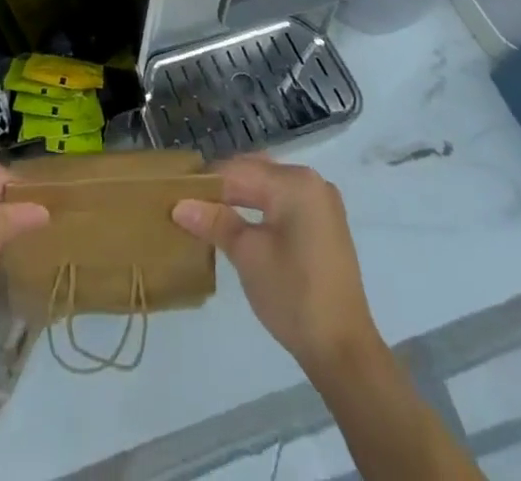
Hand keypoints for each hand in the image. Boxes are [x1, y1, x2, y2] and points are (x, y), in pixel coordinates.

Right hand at [172, 155, 379, 379]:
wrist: (344, 350)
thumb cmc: (293, 295)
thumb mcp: (247, 255)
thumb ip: (214, 222)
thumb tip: (179, 205)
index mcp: (294, 182)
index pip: (238, 171)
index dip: (205, 182)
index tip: (176, 194)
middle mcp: (312, 182)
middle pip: (255, 173)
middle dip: (222, 187)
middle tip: (189, 204)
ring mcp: (322, 202)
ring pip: (269, 186)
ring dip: (240, 197)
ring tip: (208, 214)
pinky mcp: (325, 224)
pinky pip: (284, 202)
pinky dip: (261, 208)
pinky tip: (240, 223)